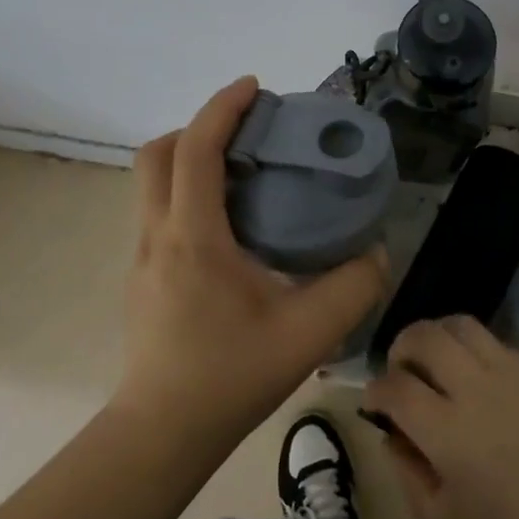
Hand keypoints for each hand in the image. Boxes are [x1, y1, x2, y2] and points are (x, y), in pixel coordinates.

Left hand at [114, 76, 388, 453]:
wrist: (162, 432)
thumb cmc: (230, 375)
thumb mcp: (309, 333)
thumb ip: (353, 287)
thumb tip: (376, 253)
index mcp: (194, 236)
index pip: (196, 150)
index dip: (222, 109)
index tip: (254, 86)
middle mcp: (159, 236)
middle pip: (157, 155)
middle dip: (198, 127)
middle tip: (247, 133)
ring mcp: (143, 258)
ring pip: (152, 184)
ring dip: (190, 161)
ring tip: (244, 176)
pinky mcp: (143, 279)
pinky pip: (160, 213)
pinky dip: (188, 195)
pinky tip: (230, 229)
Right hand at [363, 315, 518, 518]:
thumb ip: (406, 470)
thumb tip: (391, 431)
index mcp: (446, 429)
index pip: (394, 385)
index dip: (374, 390)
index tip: (374, 403)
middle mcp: (477, 388)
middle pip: (426, 336)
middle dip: (401, 346)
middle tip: (403, 371)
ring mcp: (515, 374)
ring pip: (464, 325)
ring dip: (439, 337)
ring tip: (439, 364)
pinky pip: (501, 344)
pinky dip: (479, 354)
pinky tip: (486, 385)